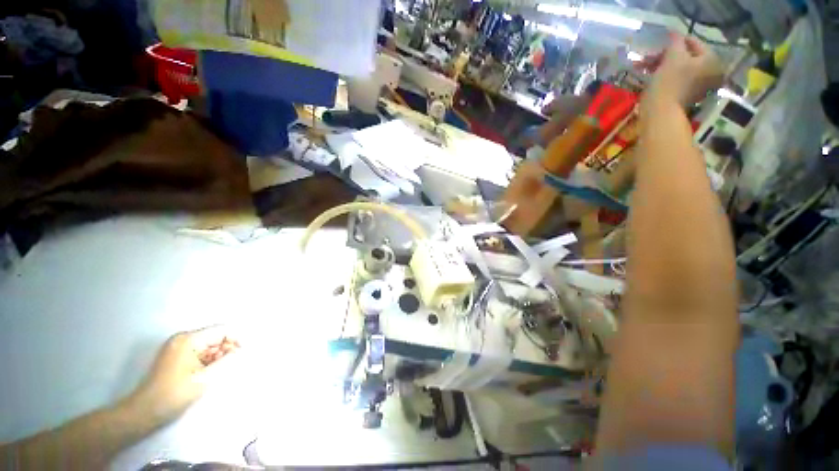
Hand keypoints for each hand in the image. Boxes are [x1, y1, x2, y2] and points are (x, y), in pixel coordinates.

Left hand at [125, 327, 241, 426]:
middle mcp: (183, 338)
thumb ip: (228, 360)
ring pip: (209, 346)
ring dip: (217, 357)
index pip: (222, 330)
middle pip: (216, 337)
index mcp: (189, 339)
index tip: (242, 355)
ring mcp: (178, 347)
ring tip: (215, 374)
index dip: (236, 340)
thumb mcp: (205, 378)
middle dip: (226, 350)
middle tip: (228, 367)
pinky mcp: (176, 357)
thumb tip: (243, 350)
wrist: (144, 412)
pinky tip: (206, 375)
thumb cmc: (174, 394)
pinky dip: (208, 362)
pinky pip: (200, 353)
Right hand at [644, 34, 723, 109]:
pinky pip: (680, 80)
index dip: (675, 42)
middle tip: (651, 58)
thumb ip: (676, 41)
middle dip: (668, 57)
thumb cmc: (669, 82)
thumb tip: (675, 33)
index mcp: (712, 59)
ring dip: (665, 66)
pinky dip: (668, 77)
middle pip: (688, 57)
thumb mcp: (673, 56)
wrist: (661, 112)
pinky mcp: (690, 96)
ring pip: (682, 69)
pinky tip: (656, 78)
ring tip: (649, 68)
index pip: (694, 42)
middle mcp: (712, 71)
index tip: (660, 46)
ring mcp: (702, 86)